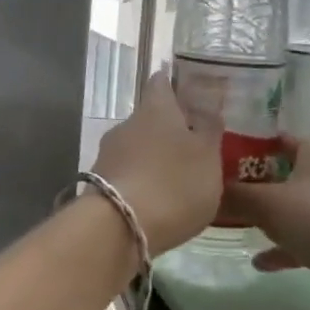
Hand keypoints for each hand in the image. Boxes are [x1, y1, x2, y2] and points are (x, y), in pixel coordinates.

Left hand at [91, 71, 222, 255]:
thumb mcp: (208, 156)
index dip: (175, 84)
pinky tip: (157, 201)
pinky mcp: (100, 183)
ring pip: (137, 147)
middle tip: (193, 146)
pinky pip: (127, 173)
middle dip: (168, 129)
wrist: (119, 228)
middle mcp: (127, 123)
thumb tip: (207, 102)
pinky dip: (142, 181)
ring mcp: (108, 153)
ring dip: (154, 157)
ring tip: (178, 180)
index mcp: (156, 108)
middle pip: (150, 118)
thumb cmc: (174, 183)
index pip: (161, 82)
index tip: (189, 92)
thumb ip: (209, 129)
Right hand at [223, 136, 309, 309]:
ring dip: (271, 217)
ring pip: (297, 207)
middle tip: (222, 192)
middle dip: (257, 183)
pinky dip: (286, 247)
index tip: (220, 156)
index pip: (278, 138)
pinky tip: (261, 263)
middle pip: (286, 173)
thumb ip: (235, 197)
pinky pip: (308, 238)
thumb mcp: (269, 205)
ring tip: (238, 225)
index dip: (250, 145)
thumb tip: (206, 190)